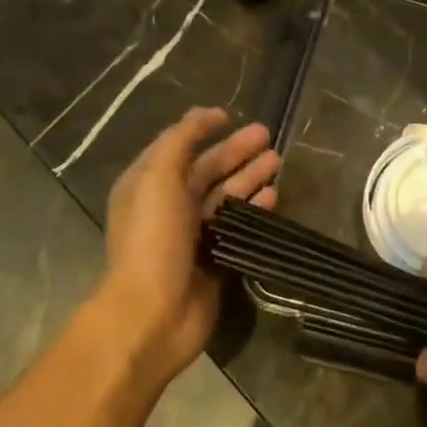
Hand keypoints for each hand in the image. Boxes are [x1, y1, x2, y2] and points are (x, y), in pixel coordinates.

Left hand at [98, 107, 279, 384]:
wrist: (154, 312)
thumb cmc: (152, 240)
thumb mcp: (158, 178)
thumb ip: (180, 141)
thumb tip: (204, 115)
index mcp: (147, 185)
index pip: (177, 147)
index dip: (201, 129)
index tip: (231, 115)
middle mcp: (168, 207)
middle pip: (206, 171)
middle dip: (235, 152)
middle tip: (268, 137)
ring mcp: (192, 236)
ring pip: (225, 198)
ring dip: (250, 178)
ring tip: (278, 162)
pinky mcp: (214, 260)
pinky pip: (237, 227)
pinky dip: (254, 210)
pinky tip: (274, 197)